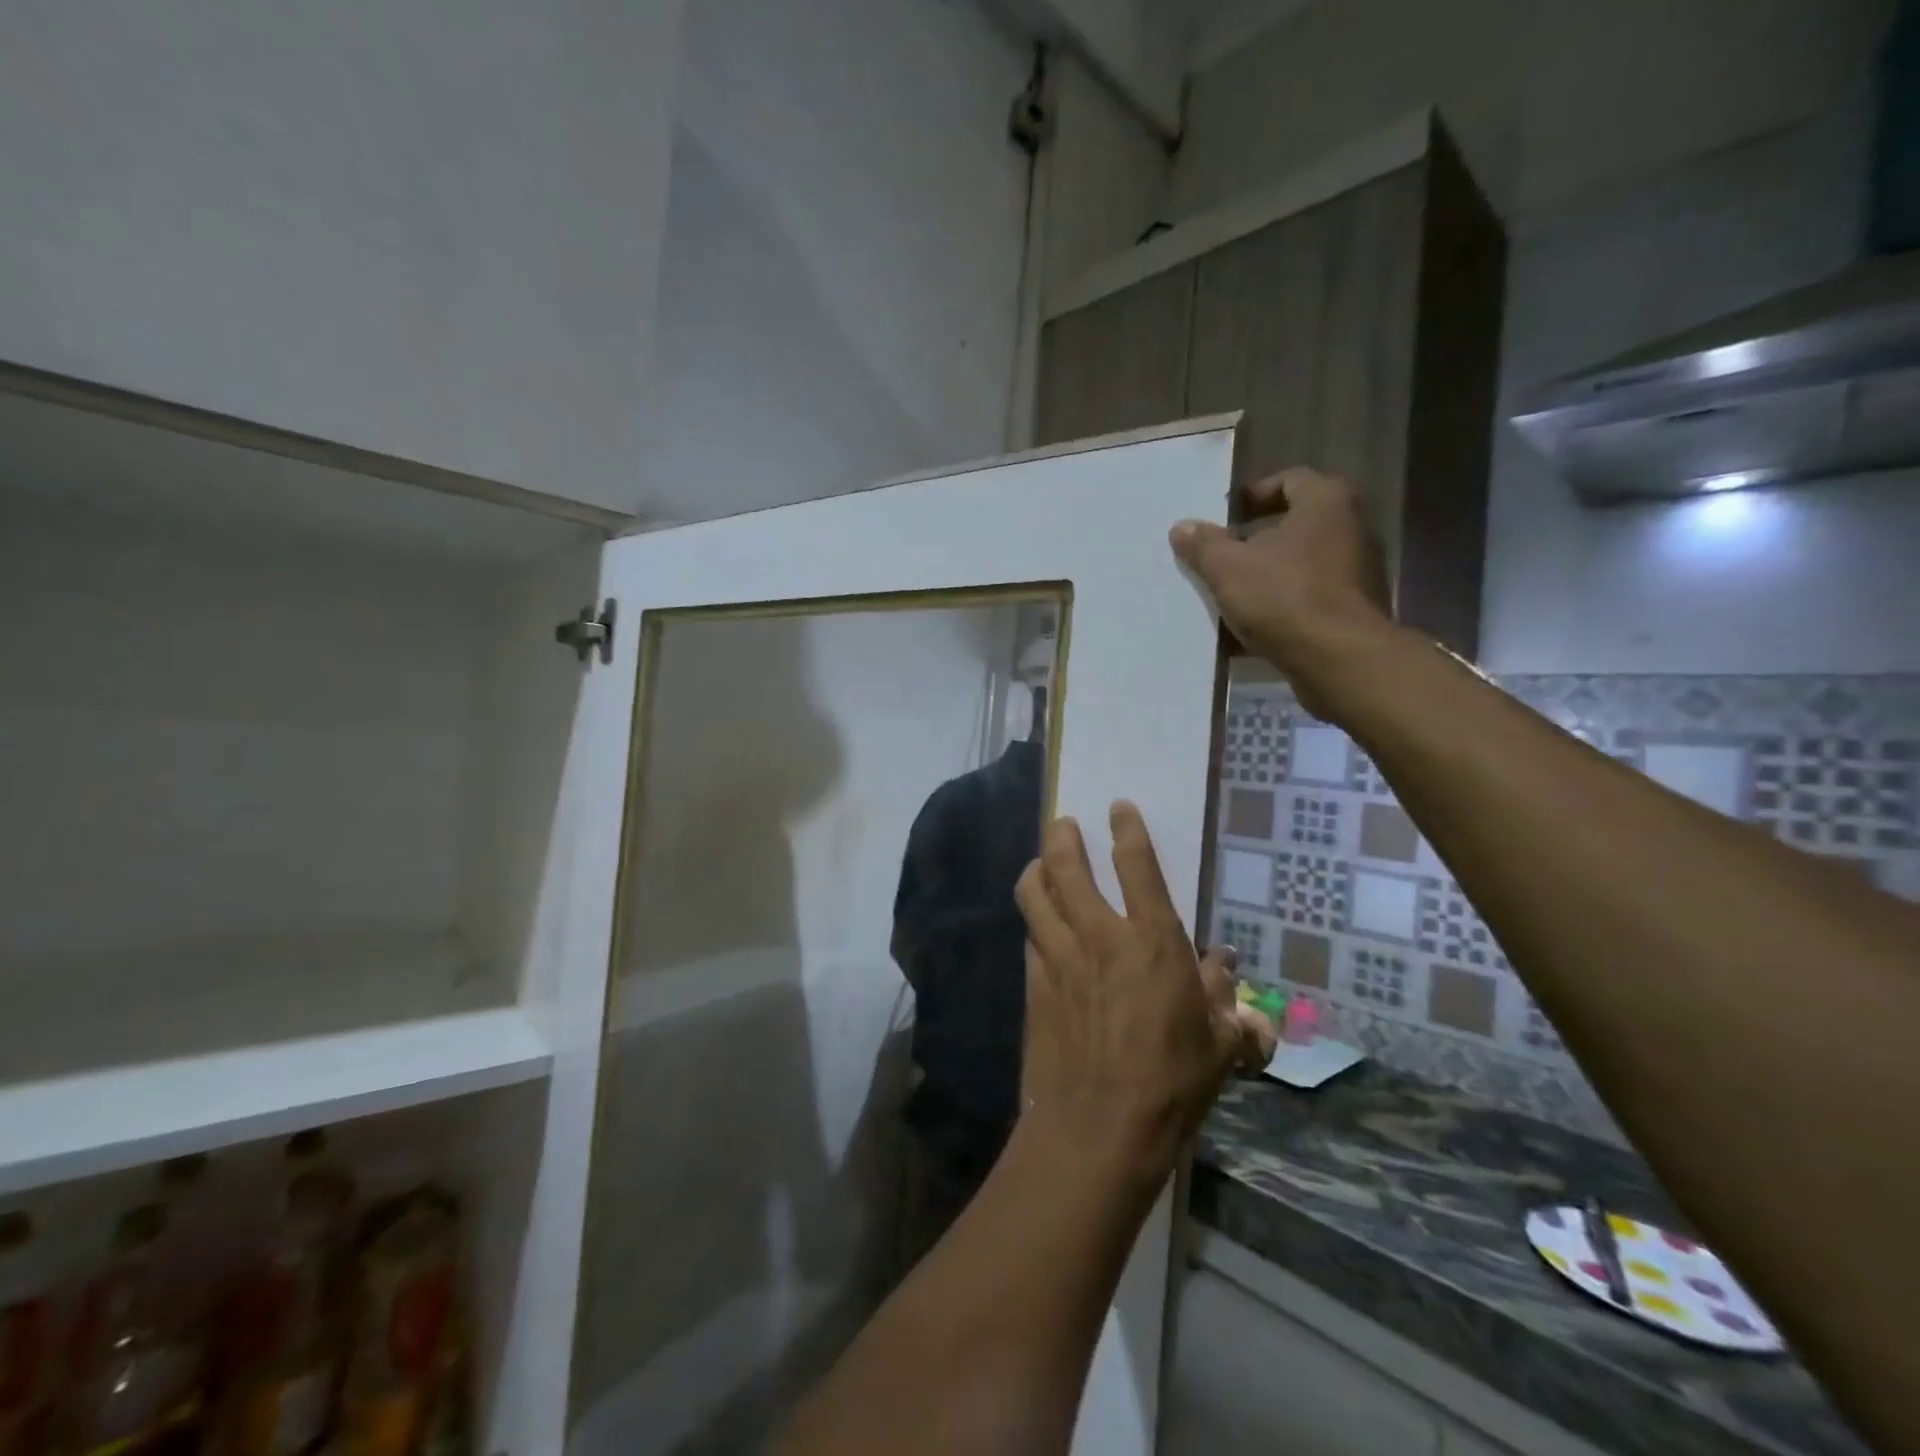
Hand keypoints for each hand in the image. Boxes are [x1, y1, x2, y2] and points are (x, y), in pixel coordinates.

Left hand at [1014, 803, 1276, 1188]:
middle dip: (1062, 836)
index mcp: (1152, 942)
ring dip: (1036, 870)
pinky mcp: (1033, 984)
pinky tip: (1039, 927)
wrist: (1098, 1129)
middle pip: (1066, 866)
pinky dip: (1034, 921)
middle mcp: (1099, 936)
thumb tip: (1225, 966)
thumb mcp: (1218, 1044)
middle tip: (1063, 824)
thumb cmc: (1171, 1085)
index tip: (1118, 807)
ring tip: (1040, 863)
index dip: (1127, 830)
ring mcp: (1058, 958)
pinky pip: (1029, 936)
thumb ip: (1225, 999)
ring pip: (1034, 894)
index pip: (1136, 866)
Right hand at [1169, 467, 1395, 714]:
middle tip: (1221, 557)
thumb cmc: (1284, 597)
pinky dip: (1280, 609)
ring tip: (1229, 596)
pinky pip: (1307, 600)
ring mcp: (1356, 572)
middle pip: (1294, 525)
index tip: (1225, 517)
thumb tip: (1182, 527)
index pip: (1289, 480)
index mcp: (1325, 502)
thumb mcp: (1228, 568)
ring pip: (1299, 566)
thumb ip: (1203, 544)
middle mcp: (1350, 528)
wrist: (1338, 659)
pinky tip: (1248, 631)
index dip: (1253, 495)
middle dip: (1255, 541)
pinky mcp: (1353, 611)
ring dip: (1265, 578)